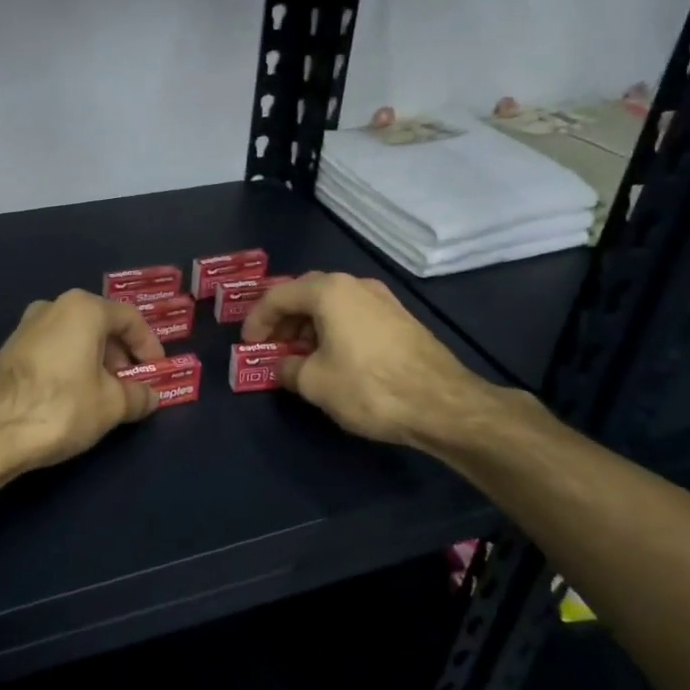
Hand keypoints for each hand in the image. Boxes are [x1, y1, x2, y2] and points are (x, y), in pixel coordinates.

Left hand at [0, 290, 164, 475]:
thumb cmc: (60, 407)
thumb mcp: (111, 405)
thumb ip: (138, 396)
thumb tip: (150, 395)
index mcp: (82, 308)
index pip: (130, 318)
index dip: (150, 345)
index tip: (157, 372)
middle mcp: (53, 306)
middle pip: (101, 325)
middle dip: (121, 356)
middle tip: (133, 386)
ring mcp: (26, 327)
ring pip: (75, 338)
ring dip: (97, 363)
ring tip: (106, 397)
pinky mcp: (9, 350)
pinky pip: (54, 350)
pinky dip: (72, 367)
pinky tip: (75, 398)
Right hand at [239, 271, 501, 448]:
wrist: (442, 404)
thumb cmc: (368, 387)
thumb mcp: (315, 383)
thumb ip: (288, 369)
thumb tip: (281, 367)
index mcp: (329, 291)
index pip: (278, 295)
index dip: (257, 319)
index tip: (247, 344)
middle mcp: (355, 285)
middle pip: (306, 294)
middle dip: (283, 320)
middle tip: (271, 347)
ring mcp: (382, 299)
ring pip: (332, 305)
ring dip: (309, 327)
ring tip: (299, 358)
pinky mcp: (400, 319)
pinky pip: (353, 316)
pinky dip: (333, 331)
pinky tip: (332, 359)